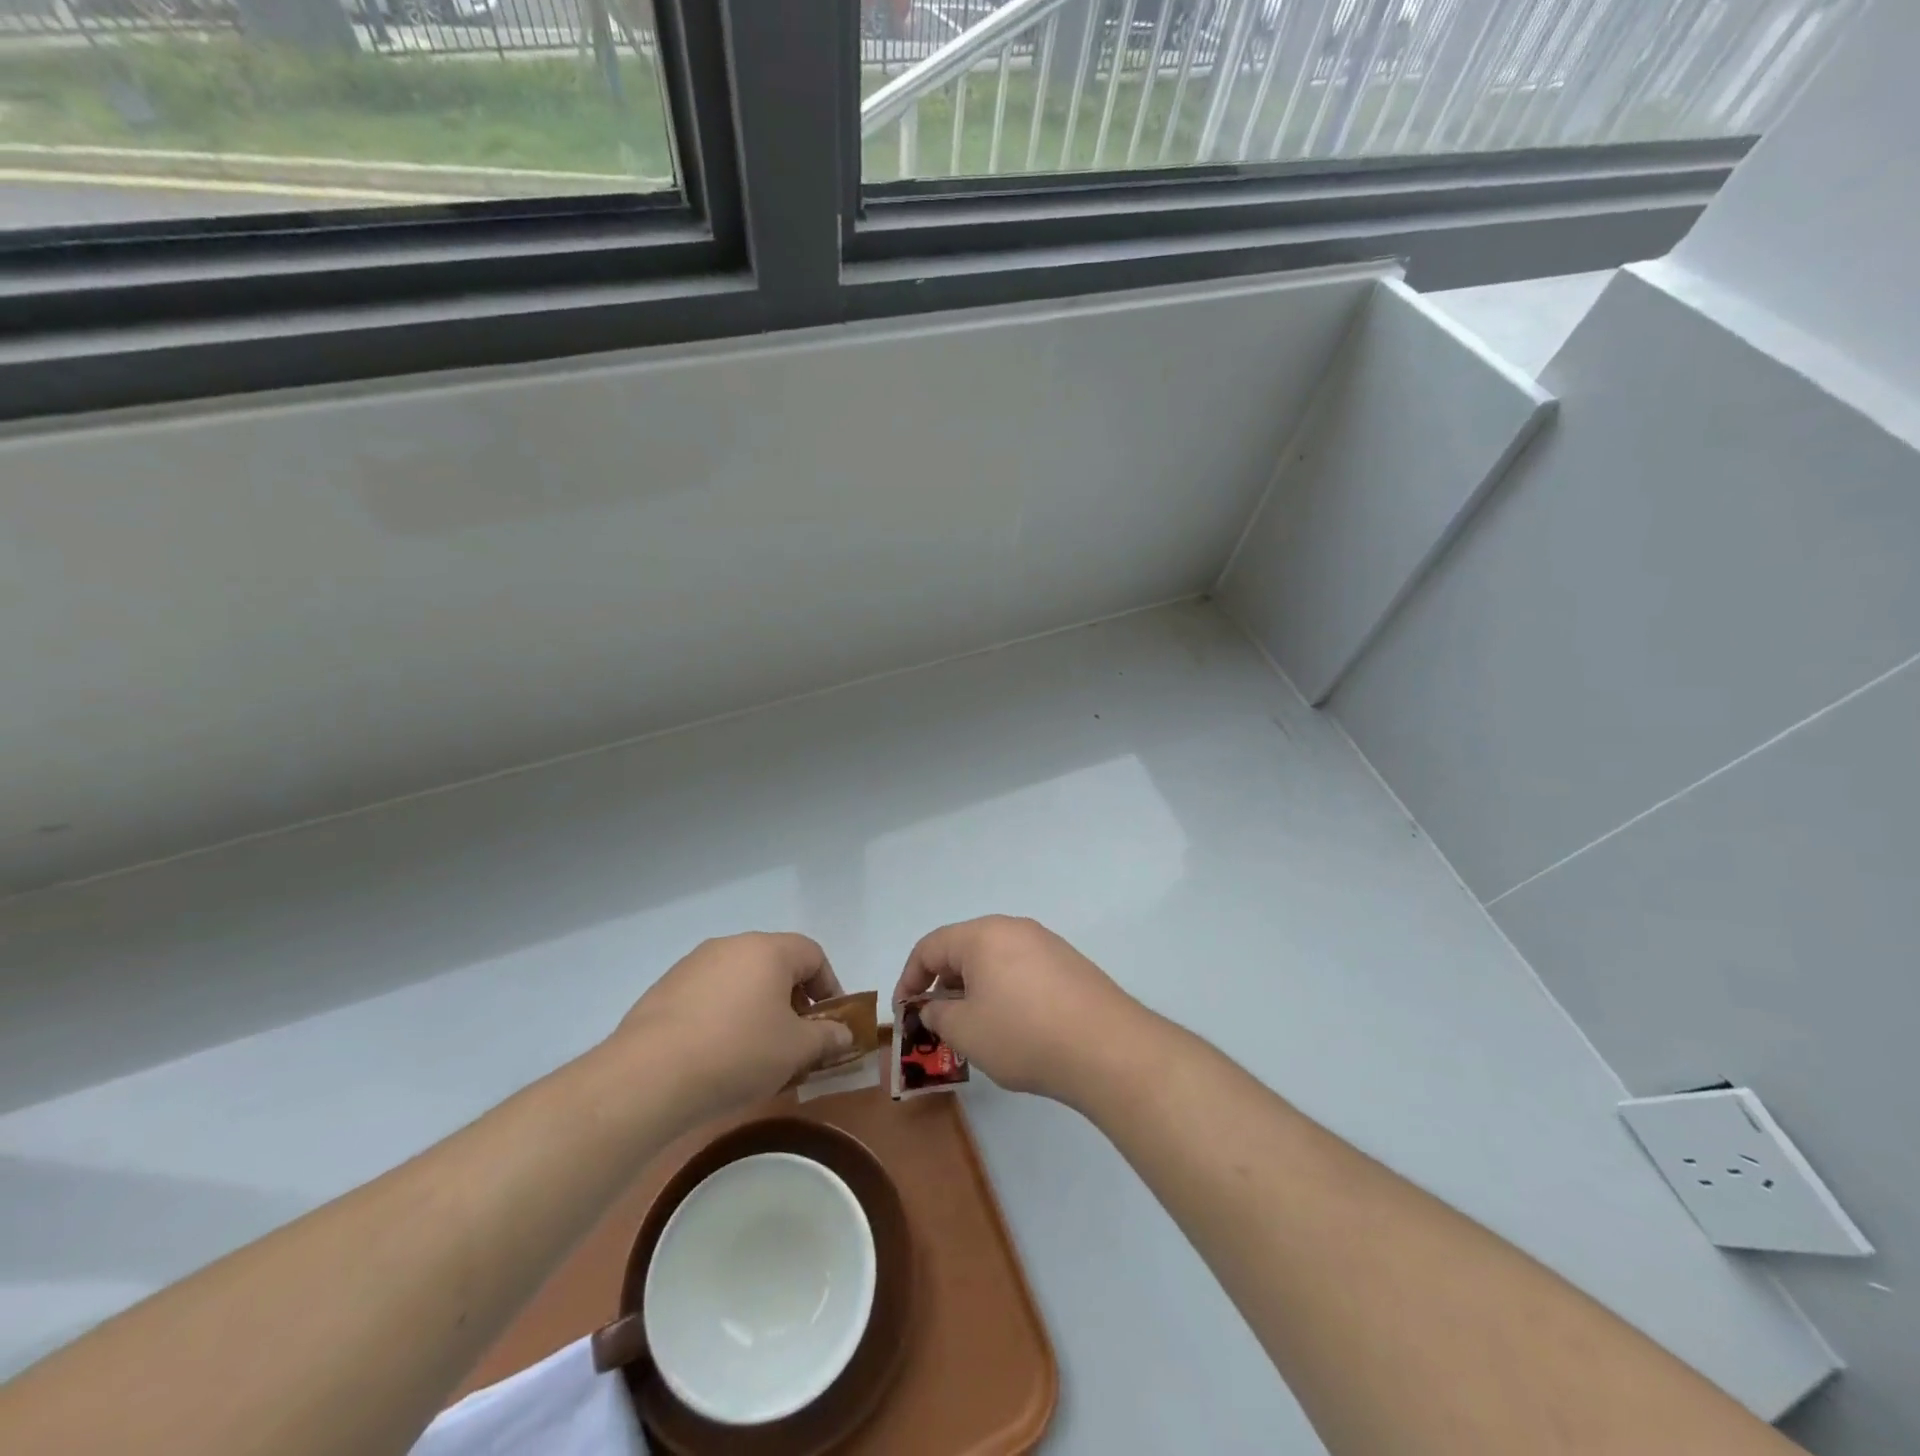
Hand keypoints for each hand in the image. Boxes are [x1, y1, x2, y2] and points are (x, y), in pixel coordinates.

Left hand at [611, 933, 854, 1124]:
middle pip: (776, 963)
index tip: (830, 1023)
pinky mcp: (664, 989)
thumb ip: (827, 1037)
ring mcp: (693, 965)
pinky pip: (709, 995)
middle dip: (792, 999)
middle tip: (796, 1038)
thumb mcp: (796, 1050)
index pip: (813, 955)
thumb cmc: (738, 1053)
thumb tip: (844, 1034)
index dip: (829, 986)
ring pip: (740, 979)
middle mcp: (731, 945)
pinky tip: (716, 1053)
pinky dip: (723, 1015)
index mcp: (768, 949)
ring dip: (757, 1007)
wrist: (649, 1076)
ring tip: (756, 1050)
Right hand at [891, 916, 1147, 1105]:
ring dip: (975, 989)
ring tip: (974, 1029)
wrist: (1106, 1047)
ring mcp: (1047, 944)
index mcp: (982, 935)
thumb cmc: (1023, 1034)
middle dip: (944, 984)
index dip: (909, 978)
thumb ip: (938, 1015)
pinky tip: (1013, 1027)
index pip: (930, 946)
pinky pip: (1023, 970)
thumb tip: (934, 1008)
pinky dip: (1005, 992)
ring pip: (995, 960)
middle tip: (938, 1022)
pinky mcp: (1070, 965)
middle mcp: (1014, 928)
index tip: (904, 1011)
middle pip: (964, 949)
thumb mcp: (966, 1031)